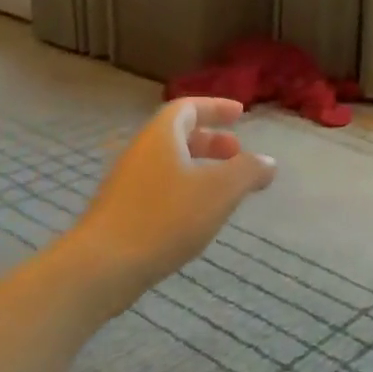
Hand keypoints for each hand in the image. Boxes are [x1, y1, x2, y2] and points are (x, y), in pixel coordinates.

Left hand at [68, 97, 276, 310]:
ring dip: (198, 167)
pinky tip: (196, 215)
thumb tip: (268, 162)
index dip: (215, 107)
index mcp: (161, 137)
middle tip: (237, 153)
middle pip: (176, 135)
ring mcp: (127, 183)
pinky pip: (159, 188)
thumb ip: (248, 172)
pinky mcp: (122, 211)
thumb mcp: (219, 191)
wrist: (104, 264)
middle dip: (210, 140)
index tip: (241, 114)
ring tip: (223, 188)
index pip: (188, 107)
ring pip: (168, 164)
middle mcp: (140, 152)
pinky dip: (183, 189)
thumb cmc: (166, 218)